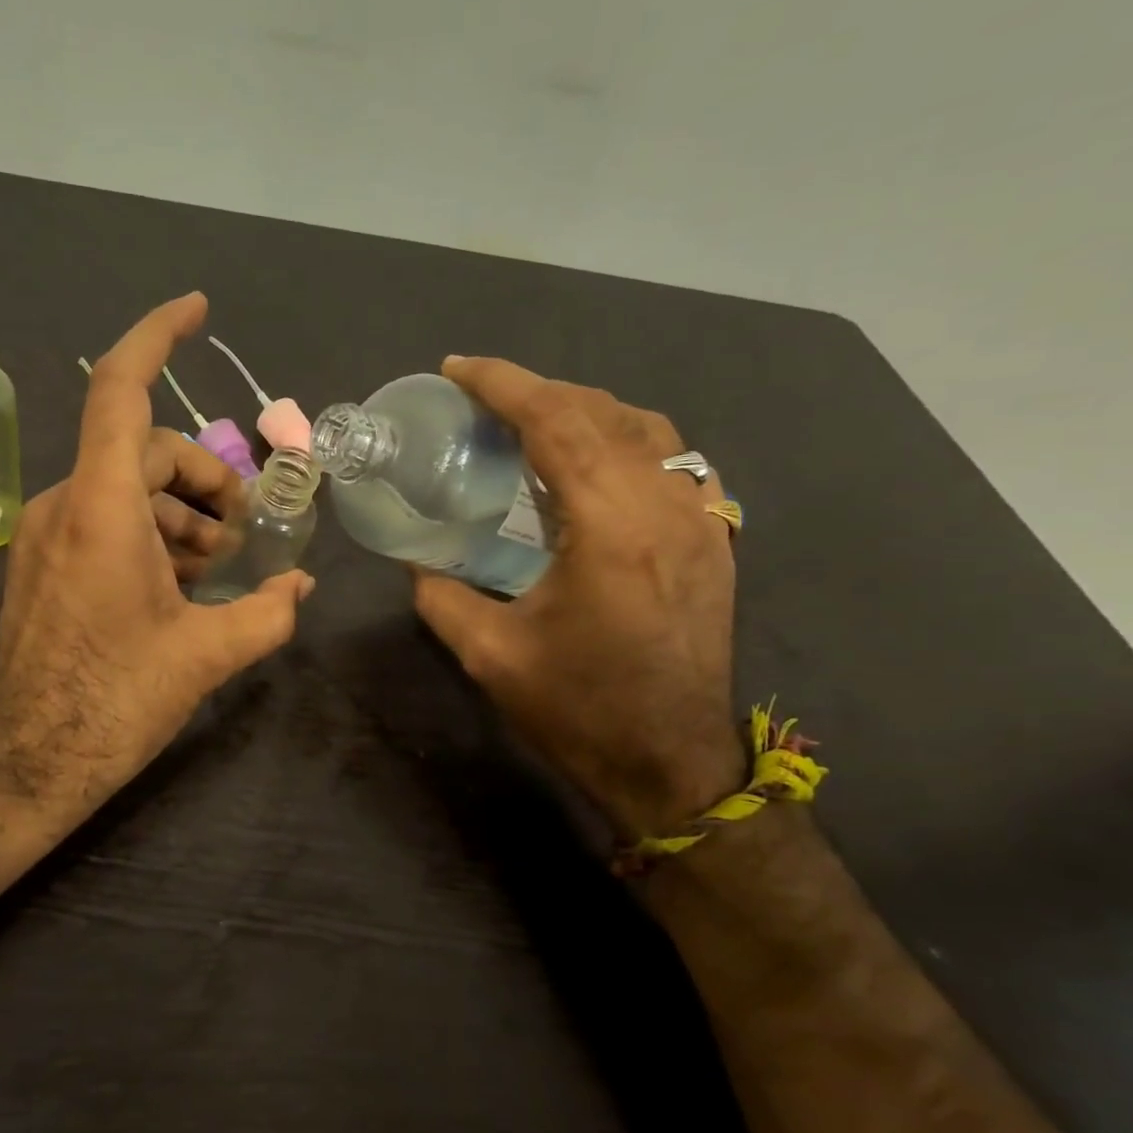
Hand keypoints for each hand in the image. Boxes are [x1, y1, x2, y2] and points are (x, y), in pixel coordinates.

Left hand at [0, 293, 314, 822]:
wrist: (21, 762)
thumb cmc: (111, 703)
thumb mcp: (204, 656)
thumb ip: (265, 613)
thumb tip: (302, 587)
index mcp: (101, 509)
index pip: (120, 391)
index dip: (157, 337)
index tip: (197, 310)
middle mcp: (65, 505)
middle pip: (146, 450)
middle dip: (206, 480)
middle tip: (246, 533)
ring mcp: (45, 534)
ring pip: (126, 488)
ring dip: (181, 512)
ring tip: (218, 567)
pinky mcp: (39, 563)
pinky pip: (102, 520)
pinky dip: (148, 533)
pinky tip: (178, 582)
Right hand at [412, 358, 745, 842]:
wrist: (671, 763)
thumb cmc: (578, 709)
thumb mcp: (489, 654)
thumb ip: (440, 595)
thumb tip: (417, 560)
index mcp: (609, 526)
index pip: (556, 421)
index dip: (503, 384)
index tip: (458, 369)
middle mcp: (665, 505)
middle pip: (601, 411)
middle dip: (536, 391)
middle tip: (481, 401)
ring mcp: (701, 518)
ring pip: (645, 428)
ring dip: (582, 410)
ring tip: (531, 422)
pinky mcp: (715, 538)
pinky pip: (671, 459)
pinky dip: (624, 439)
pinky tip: (592, 462)